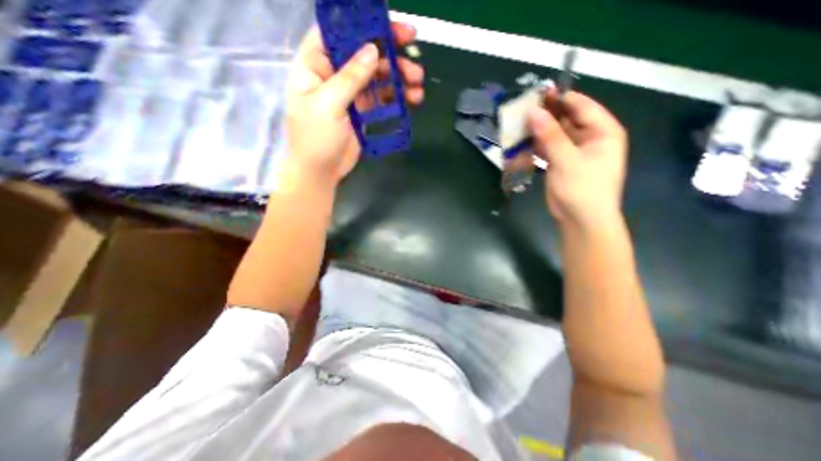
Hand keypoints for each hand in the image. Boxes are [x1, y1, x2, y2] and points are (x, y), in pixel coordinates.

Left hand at [286, 22, 422, 182]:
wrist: (321, 171)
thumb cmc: (316, 138)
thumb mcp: (328, 104)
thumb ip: (350, 77)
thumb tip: (373, 50)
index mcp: (315, 64)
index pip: (338, 33)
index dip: (363, 26)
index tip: (390, 27)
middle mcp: (334, 74)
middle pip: (363, 53)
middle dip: (390, 54)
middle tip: (414, 55)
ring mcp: (350, 93)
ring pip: (377, 76)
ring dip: (398, 77)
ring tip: (418, 83)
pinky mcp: (363, 111)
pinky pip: (382, 98)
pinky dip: (396, 96)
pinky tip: (411, 98)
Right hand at [526, 90, 628, 228]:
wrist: (580, 220)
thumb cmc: (582, 188)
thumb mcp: (567, 160)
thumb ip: (550, 135)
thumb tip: (533, 112)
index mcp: (602, 131)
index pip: (581, 106)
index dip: (560, 99)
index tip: (536, 94)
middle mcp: (589, 138)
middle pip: (565, 119)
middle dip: (544, 116)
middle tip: (521, 111)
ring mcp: (573, 151)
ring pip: (553, 134)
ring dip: (536, 132)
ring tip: (516, 126)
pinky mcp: (560, 163)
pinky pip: (547, 149)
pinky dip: (535, 146)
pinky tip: (520, 143)